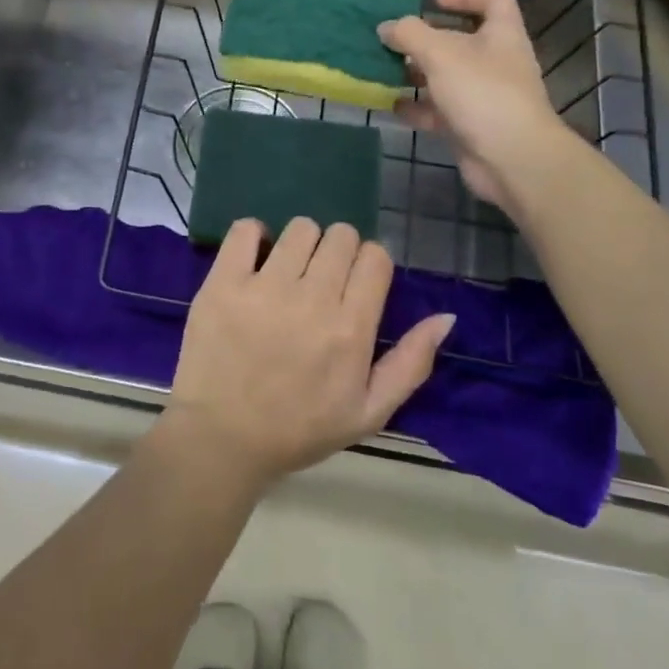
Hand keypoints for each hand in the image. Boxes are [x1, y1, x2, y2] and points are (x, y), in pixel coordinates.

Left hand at [163, 218, 454, 489]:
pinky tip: (254, 261)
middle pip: (341, 236)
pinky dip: (253, 236)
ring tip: (288, 273)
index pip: (374, 257)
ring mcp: (264, 287)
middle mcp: (312, 299)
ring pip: (300, 228)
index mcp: (350, 329)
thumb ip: (411, 363)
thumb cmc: (298, 429)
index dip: (369, 265)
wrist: (222, 439)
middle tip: (320, 281)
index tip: (355, 284)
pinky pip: (245, 229)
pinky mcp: (223, 282)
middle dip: (338, 252)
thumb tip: (446, 317)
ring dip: (300, 244)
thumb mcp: (369, 412)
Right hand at [378, 0, 567, 208]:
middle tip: (394, 40)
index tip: (433, 1)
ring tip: (384, 70)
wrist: (513, 160)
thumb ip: (409, 35)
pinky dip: (416, 107)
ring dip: (416, 73)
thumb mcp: (441, 54)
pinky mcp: (470, 127)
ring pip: (446, 77)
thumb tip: (386, 28)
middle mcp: (495, 63)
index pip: (493, 0)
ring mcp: (484, 97)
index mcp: (501, 36)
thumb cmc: (482, 94)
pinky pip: (438, 111)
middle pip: (461, 41)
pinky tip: (391, 105)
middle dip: (426, 39)